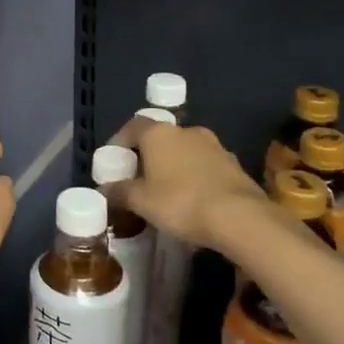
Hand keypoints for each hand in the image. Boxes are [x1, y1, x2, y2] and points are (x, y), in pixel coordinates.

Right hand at [110, 117, 265, 249]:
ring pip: (185, 151)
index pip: (133, 126)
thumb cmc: (180, 202)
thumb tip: (104, 190)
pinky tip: (194, 199)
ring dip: (174, 165)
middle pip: (160, 138)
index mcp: (159, 134)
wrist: (239, 217)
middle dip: (148, 155)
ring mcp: (214, 146)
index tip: (114, 160)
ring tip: (167, 191)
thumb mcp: (141, 202)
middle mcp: (186, 131)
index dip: (120, 141)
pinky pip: (206, 166)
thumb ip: (120, 192)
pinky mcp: (234, 164)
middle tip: (140, 178)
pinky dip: (196, 176)